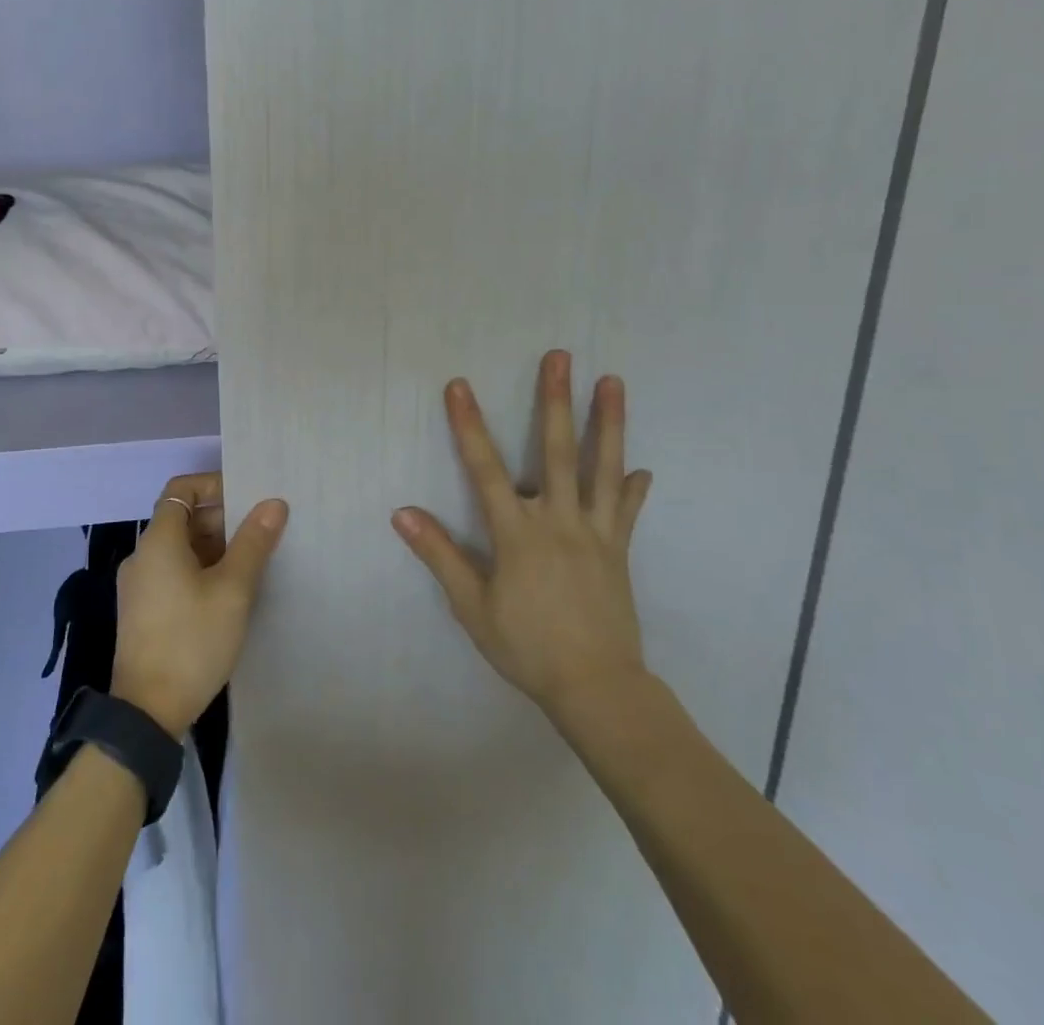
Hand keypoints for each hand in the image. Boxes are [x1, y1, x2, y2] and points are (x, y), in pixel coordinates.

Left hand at [112, 473, 288, 735]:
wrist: (147, 712)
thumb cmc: (191, 640)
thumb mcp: (232, 590)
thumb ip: (253, 542)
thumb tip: (274, 503)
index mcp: (158, 540)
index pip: (182, 488)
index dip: (214, 484)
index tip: (247, 496)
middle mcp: (143, 556)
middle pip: (182, 518)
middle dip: (222, 518)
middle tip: (261, 531)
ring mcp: (140, 586)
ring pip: (180, 548)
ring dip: (215, 546)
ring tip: (253, 561)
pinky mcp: (144, 611)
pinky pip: (174, 573)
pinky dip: (201, 569)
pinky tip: (230, 592)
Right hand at [392, 352, 654, 727]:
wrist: (596, 687)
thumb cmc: (526, 646)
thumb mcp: (472, 606)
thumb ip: (439, 555)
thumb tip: (402, 513)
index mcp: (517, 533)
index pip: (485, 468)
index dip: (469, 425)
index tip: (459, 385)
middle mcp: (558, 520)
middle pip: (557, 450)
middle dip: (556, 400)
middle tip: (561, 357)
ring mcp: (595, 532)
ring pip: (603, 467)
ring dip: (608, 422)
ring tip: (613, 381)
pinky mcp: (619, 549)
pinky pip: (626, 511)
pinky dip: (632, 488)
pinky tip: (641, 468)